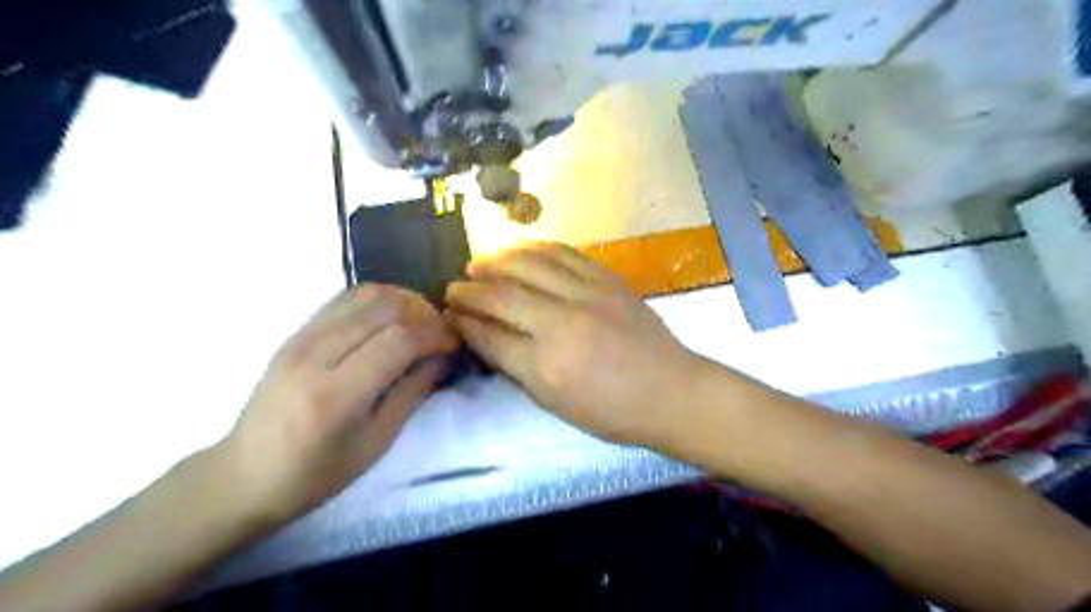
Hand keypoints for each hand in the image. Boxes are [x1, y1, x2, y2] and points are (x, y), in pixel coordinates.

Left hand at [222, 283, 456, 521]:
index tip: (455, 342)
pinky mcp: (293, 333)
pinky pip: (343, 300)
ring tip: (418, 323)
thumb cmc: (315, 474)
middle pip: (384, 307)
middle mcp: (314, 355)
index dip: (436, 335)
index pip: (399, 340)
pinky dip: (375, 302)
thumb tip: (443, 357)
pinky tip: (388, 320)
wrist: (243, 475)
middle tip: (440, 333)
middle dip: (423, 313)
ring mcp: (299, 339)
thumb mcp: (375, 443)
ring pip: (364, 295)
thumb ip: (412, 393)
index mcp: (336, 395)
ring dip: (401, 301)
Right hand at [446, 242, 702, 446]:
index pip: (490, 335)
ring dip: (497, 261)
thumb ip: (516, 367)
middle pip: (503, 296)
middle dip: (470, 290)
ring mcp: (588, 295)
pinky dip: (535, 248)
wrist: (671, 391)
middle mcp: (562, 324)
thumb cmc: (612, 411)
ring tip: (479, 262)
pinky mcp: (607, 279)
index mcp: (547, 367)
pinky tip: (520, 250)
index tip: (447, 314)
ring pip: (530, 265)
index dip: (463, 322)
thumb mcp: (555, 403)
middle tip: (453, 286)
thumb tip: (483, 337)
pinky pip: (564, 253)